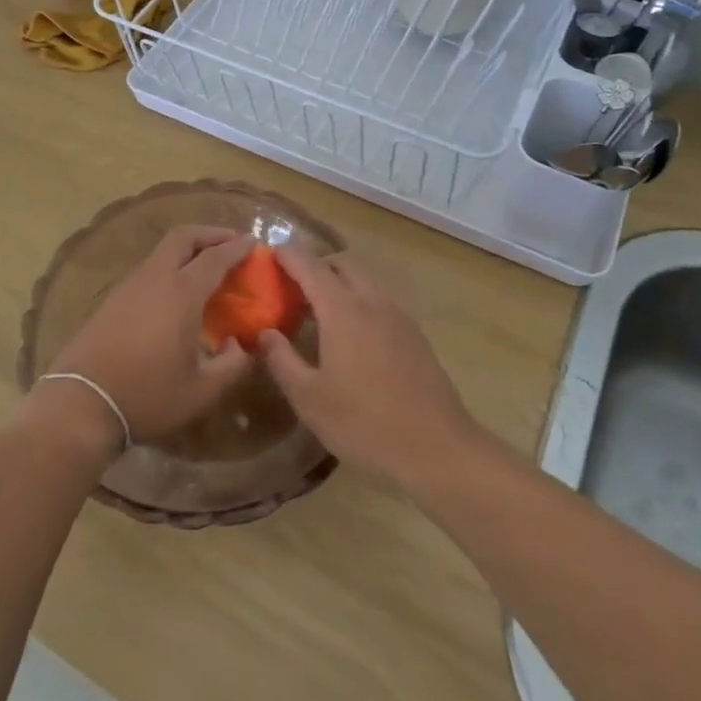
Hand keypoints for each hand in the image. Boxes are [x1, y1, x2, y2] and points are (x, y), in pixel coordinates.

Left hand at [46, 226, 255, 447]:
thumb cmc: (147, 395)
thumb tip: (243, 346)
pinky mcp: (112, 299)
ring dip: (188, 250)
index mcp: (182, 293)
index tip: (254, 243)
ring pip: (163, 251)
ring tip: (206, 268)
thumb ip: (233, 365)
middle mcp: (156, 278)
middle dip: (210, 233)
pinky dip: (170, 267)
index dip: (237, 247)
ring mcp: (129, 285)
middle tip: (230, 243)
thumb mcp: (202, 391)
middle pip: (183, 237)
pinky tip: (176, 293)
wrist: (81, 403)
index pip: (215, 257)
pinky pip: (149, 269)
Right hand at [258, 246, 478, 487]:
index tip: (270, 252)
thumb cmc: (364, 422)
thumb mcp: (309, 398)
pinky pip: (380, 301)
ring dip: (340, 283)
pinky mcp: (415, 335)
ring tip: (319, 311)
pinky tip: (352, 335)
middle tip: (293, 286)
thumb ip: (281, 360)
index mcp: (343, 310)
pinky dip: (360, 300)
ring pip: (365, 281)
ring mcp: (398, 316)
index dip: (288, 256)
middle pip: (342, 264)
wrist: (437, 448)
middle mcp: (372, 301)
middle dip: (316, 265)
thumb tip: (264, 333)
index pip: (310, 267)